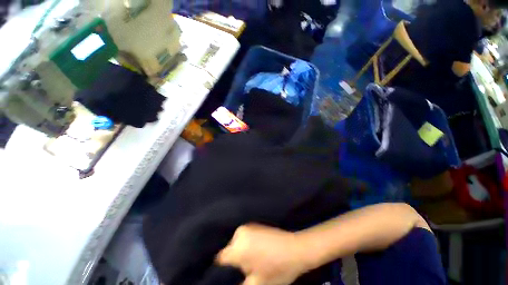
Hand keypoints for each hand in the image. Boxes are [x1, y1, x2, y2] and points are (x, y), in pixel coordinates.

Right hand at [216, 224, 307, 284]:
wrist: (296, 248)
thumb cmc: (277, 268)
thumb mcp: (256, 284)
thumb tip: (229, 282)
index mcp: (238, 247)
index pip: (220, 259)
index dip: (223, 270)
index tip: (231, 275)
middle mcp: (240, 233)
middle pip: (229, 250)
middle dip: (234, 261)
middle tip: (246, 270)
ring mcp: (248, 226)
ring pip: (237, 243)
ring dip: (241, 252)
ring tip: (253, 261)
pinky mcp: (255, 224)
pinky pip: (244, 237)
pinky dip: (247, 244)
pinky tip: (257, 251)